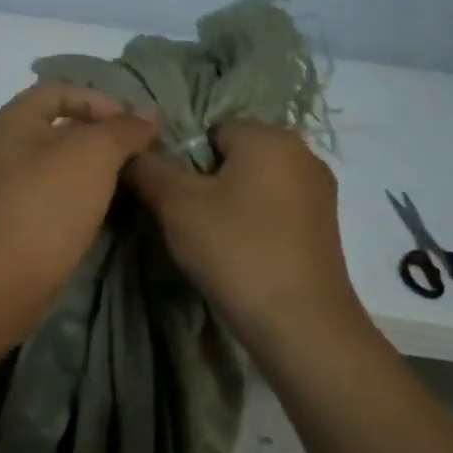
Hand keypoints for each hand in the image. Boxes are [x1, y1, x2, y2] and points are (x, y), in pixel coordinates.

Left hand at [0, 83, 157, 301]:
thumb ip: (123, 129)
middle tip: (140, 155)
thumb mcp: (93, 154)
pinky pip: (57, 197)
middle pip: (62, 128)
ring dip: (96, 170)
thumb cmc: (46, 204)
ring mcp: (11, 187)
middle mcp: (7, 147)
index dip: (101, 100)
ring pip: (62, 166)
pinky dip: (83, 198)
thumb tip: (147, 115)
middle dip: (104, 137)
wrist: (2, 279)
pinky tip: (107, 211)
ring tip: (131, 182)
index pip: (61, 90)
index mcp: (14, 120)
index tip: (134, 127)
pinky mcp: (19, 221)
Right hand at [124, 122, 367, 344]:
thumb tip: (129, 151)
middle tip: (183, 220)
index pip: (209, 129)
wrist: (300, 323)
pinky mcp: (323, 226)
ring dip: (228, 204)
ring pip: (254, 184)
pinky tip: (239, 253)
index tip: (170, 197)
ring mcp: (318, 192)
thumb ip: (147, 169)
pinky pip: (274, 209)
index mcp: (269, 136)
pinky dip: (253, 223)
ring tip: (209, 240)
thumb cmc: (236, 250)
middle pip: (233, 155)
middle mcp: (302, 153)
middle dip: (204, 182)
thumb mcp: (176, 205)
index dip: (182, 160)